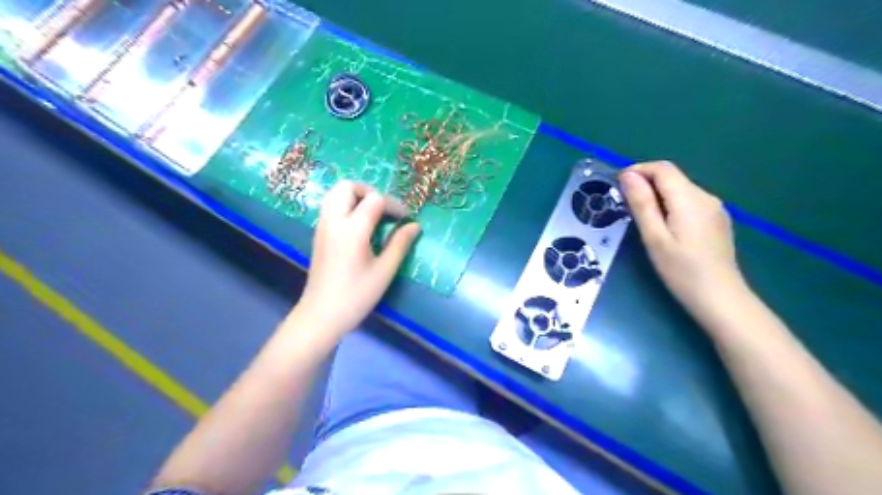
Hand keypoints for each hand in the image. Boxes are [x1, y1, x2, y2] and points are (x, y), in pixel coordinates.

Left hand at [296, 181, 419, 339]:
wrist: (321, 315)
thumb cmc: (356, 296)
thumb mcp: (384, 271)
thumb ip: (400, 244)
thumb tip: (415, 225)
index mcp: (352, 230)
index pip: (375, 200)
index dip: (393, 205)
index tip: (405, 219)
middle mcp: (333, 221)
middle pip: (347, 186)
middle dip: (370, 192)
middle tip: (385, 210)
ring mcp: (322, 226)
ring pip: (335, 193)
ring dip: (356, 196)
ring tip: (373, 215)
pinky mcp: (318, 234)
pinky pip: (330, 206)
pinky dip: (346, 205)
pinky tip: (359, 226)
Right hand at [619, 161, 741, 311]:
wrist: (720, 298)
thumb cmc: (681, 270)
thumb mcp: (654, 237)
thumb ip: (642, 204)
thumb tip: (628, 175)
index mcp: (690, 198)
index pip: (662, 169)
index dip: (637, 170)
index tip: (616, 185)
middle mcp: (706, 196)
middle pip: (672, 177)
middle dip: (645, 182)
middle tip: (623, 203)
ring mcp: (714, 208)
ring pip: (680, 189)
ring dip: (656, 194)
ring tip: (638, 215)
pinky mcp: (716, 220)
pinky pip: (688, 201)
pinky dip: (670, 204)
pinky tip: (662, 225)